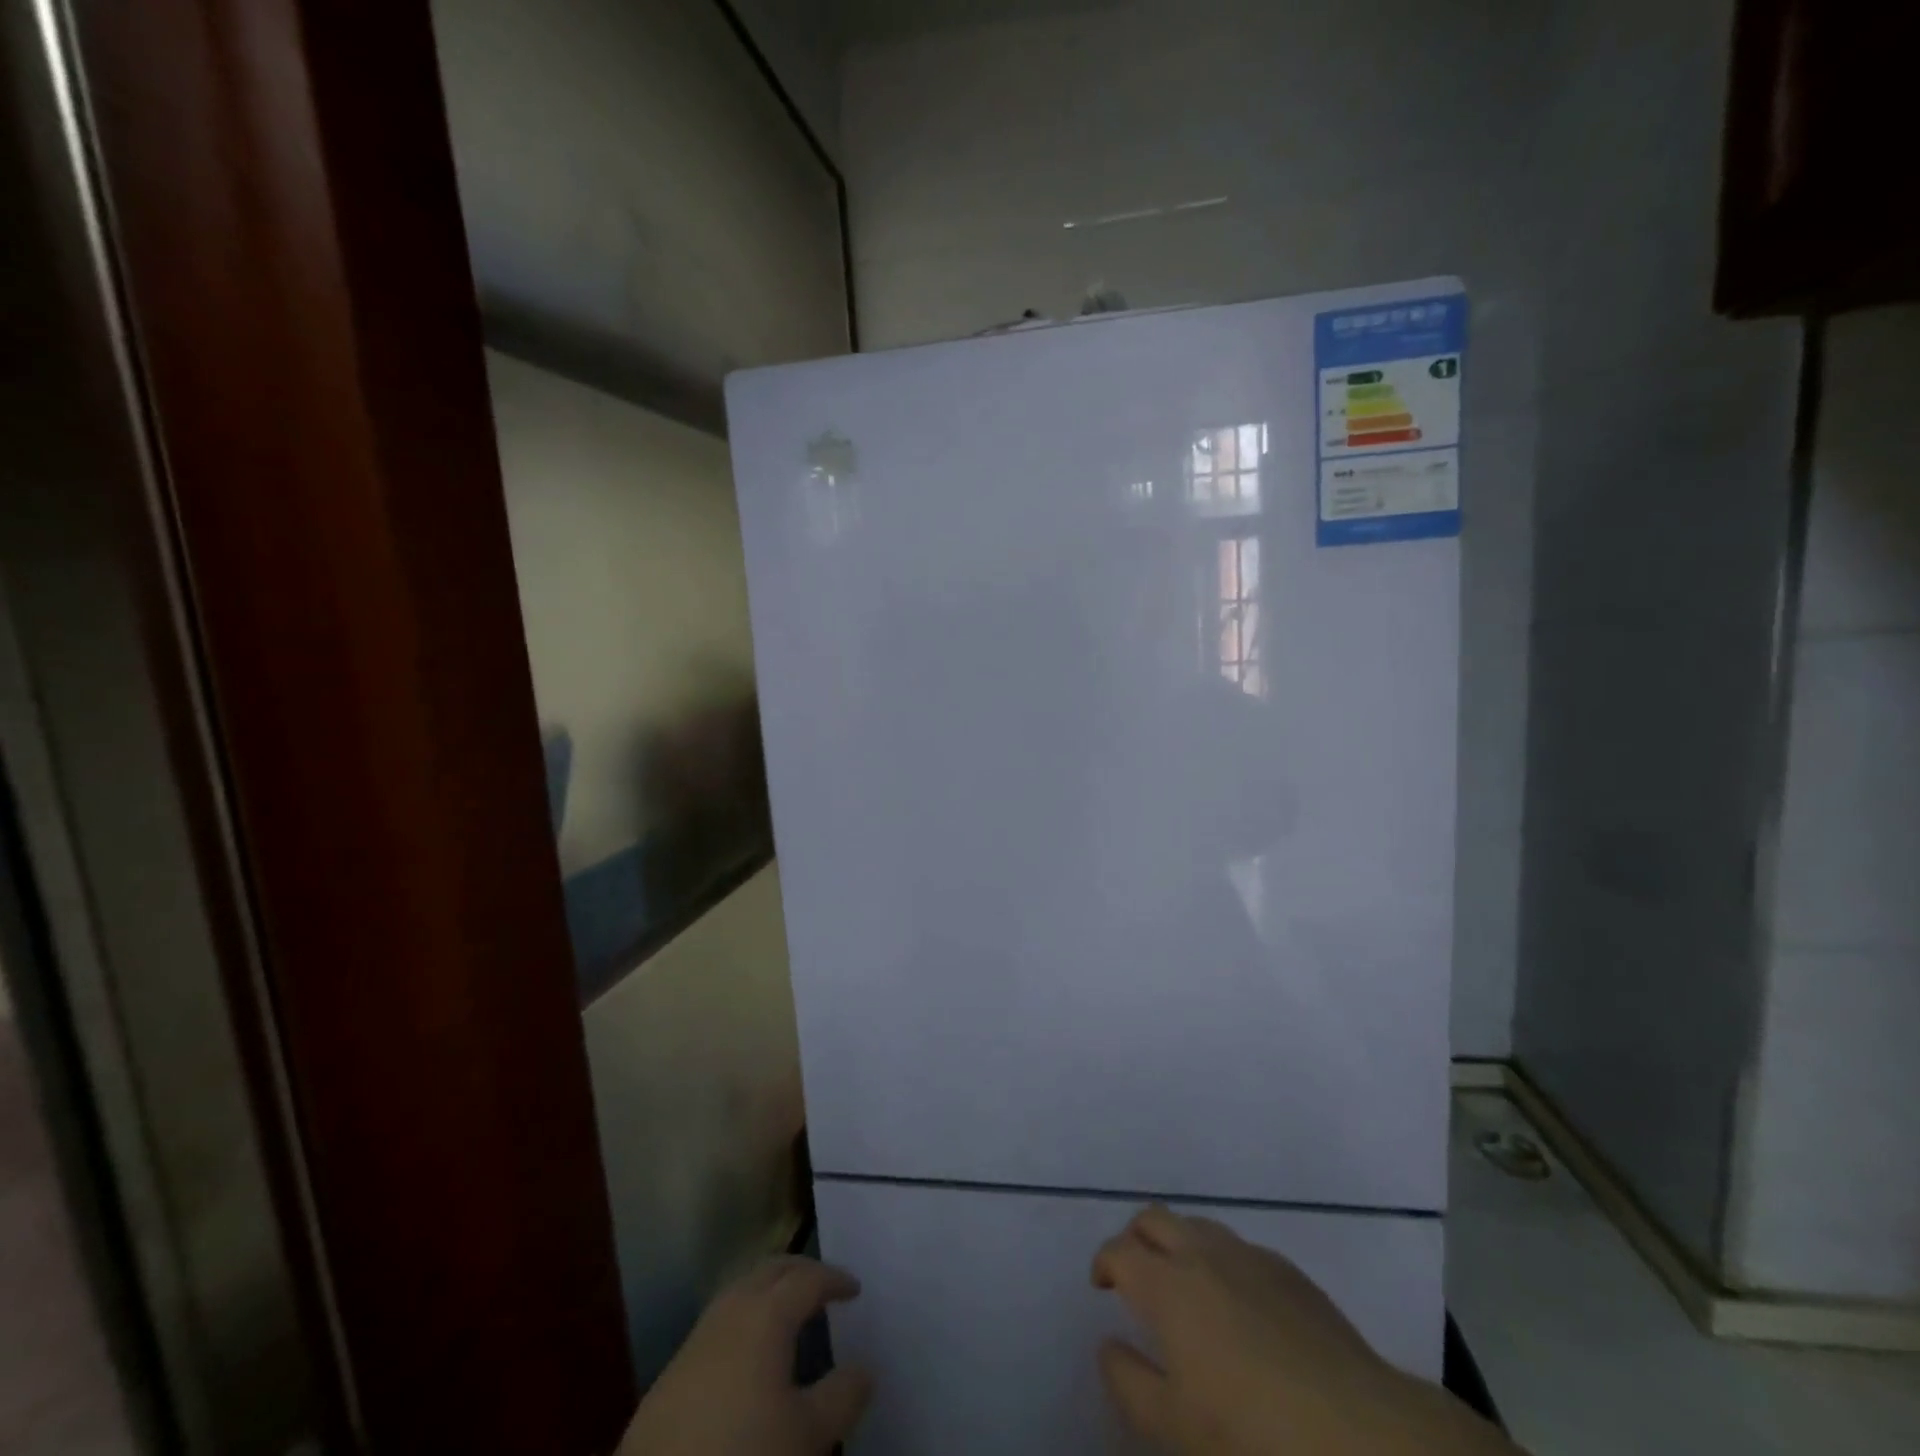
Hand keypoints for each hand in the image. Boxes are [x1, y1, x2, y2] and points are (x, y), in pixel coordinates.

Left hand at [616, 1256, 873, 1455]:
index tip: (855, 1289)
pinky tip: (750, 1353)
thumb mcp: (807, 1434)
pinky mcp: (674, 1369)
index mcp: (767, 1313)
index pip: (808, 1278)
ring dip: (770, 1291)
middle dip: (801, 1271)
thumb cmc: (743, 1452)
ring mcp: (698, 1336)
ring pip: (742, 1290)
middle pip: (772, 1270)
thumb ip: (842, 1396)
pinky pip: (720, 1321)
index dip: (835, 1279)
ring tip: (790, 1313)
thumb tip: (864, 1368)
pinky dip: (746, 1318)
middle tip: (824, 1286)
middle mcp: (732, 1309)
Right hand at [1092, 1205, 1515, 1455]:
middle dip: (1136, 1237)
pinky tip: (1238, 1304)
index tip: (1101, 1285)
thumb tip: (1109, 1345)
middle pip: (1155, 1219)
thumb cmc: (1253, 1437)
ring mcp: (1251, 1256)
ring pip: (1199, 1225)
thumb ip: (1129, 1382)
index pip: (1120, 1250)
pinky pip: (1240, 1247)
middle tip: (1135, 1274)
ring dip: (1178, 1242)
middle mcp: (1204, 1254)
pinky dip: (1221, 1260)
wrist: (1361, 1435)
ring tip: (1183, 1285)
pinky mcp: (1291, 1272)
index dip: (1104, 1262)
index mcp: (1169, 1285)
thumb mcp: (1174, 1428)